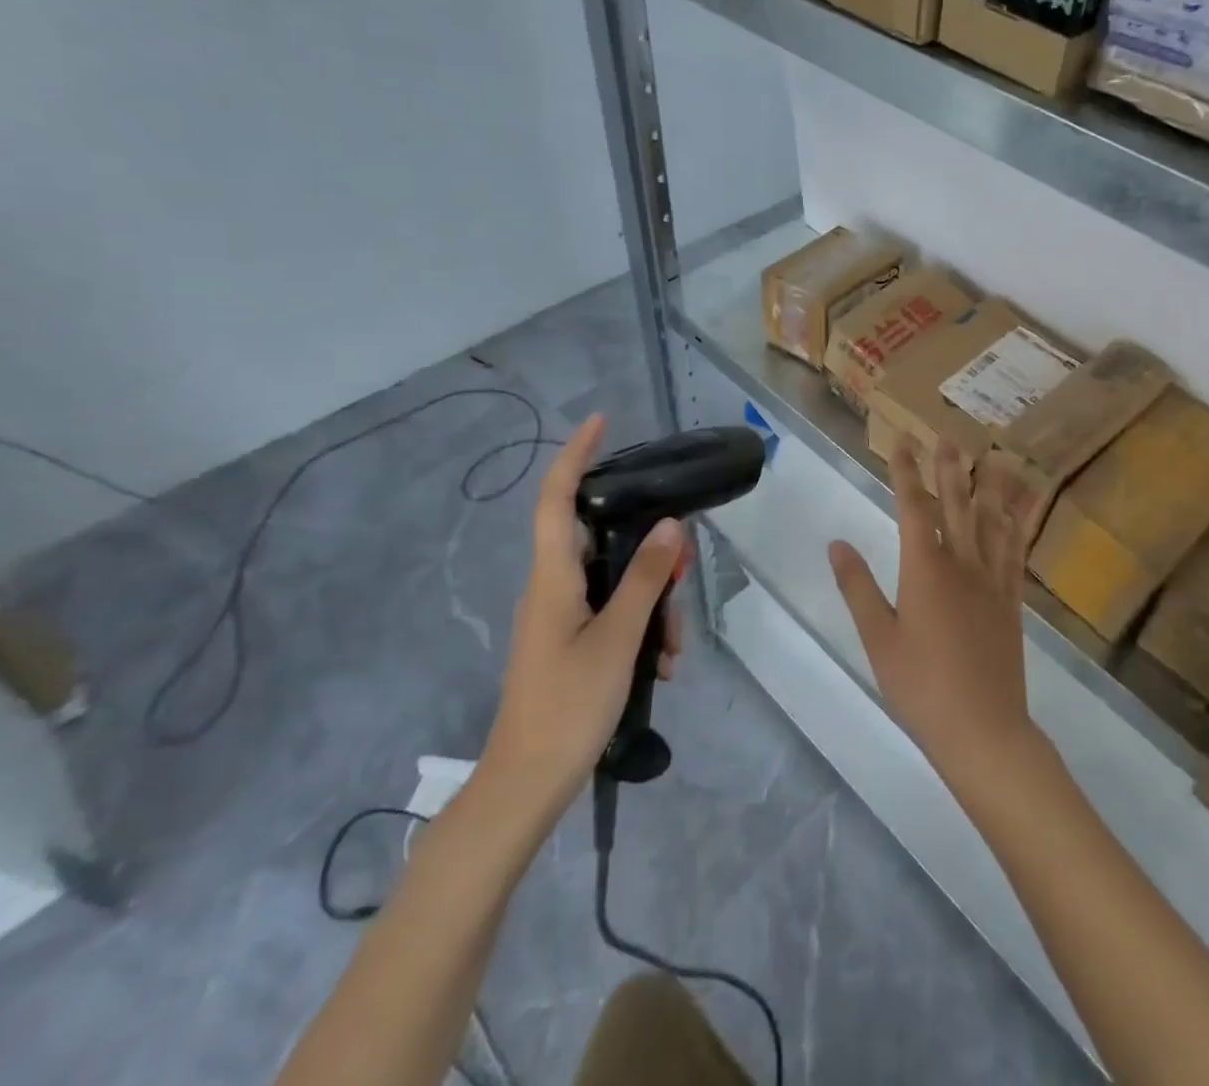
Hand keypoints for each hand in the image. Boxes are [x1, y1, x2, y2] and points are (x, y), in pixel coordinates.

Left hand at [478, 414, 686, 811]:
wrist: (525, 786)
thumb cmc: (568, 707)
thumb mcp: (618, 639)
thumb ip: (645, 579)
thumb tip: (669, 525)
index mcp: (553, 578)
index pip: (556, 498)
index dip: (575, 455)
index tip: (601, 422)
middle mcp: (552, 587)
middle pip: (600, 540)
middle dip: (647, 551)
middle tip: (683, 573)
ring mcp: (559, 616)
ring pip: (614, 582)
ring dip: (652, 603)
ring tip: (673, 649)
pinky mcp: (568, 642)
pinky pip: (611, 614)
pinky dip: (640, 629)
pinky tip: (661, 665)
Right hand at [827, 439, 1041, 791]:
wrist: (983, 730)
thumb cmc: (921, 687)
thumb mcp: (878, 639)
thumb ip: (858, 587)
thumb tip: (837, 543)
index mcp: (924, 570)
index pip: (913, 507)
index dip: (906, 471)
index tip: (901, 440)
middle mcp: (962, 564)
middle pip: (956, 504)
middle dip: (949, 467)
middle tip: (948, 435)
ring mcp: (992, 581)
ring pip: (992, 520)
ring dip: (991, 485)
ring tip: (995, 455)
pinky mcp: (1012, 600)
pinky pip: (1017, 551)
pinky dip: (1020, 523)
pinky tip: (1024, 508)